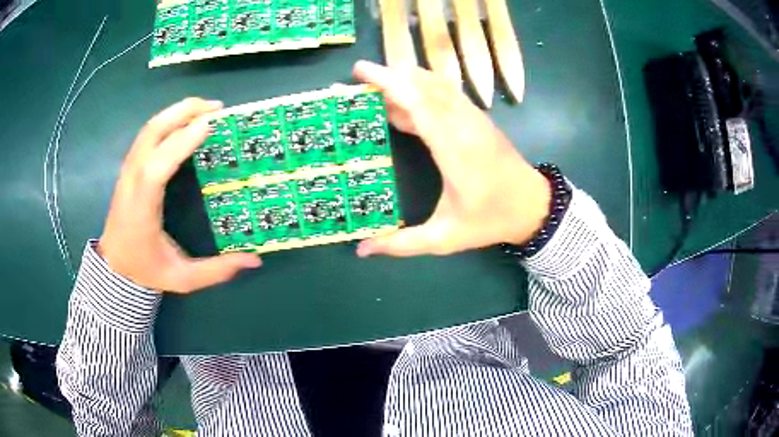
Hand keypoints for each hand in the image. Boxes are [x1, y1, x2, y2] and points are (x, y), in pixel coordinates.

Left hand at [99, 98, 261, 292]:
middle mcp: (131, 183)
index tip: (209, 124)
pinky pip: (148, 133)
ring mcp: (128, 171)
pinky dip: (168, 119)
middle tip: (216, 108)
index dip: (180, 143)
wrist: (115, 266)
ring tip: (205, 108)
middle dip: (182, 113)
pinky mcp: (130, 167)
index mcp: (142, 210)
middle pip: (151, 134)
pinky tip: (185, 120)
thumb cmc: (146, 270)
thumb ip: (217, 271)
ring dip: (177, 112)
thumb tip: (254, 259)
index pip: (156, 169)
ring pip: (149, 128)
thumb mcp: (183, 279)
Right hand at [353, 61, 551, 256]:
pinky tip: (404, 99)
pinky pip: (446, 93)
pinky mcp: (477, 118)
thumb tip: (362, 250)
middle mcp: (464, 124)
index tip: (361, 72)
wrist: (533, 206)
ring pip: (436, 83)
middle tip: (357, 78)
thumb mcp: (445, 238)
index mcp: (455, 149)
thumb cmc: (490, 220)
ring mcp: (473, 117)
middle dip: (389, 75)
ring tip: (375, 85)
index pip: (419, 102)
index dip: (389, 83)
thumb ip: (402, 243)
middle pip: (424, 84)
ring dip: (405, 78)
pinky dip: (421, 88)